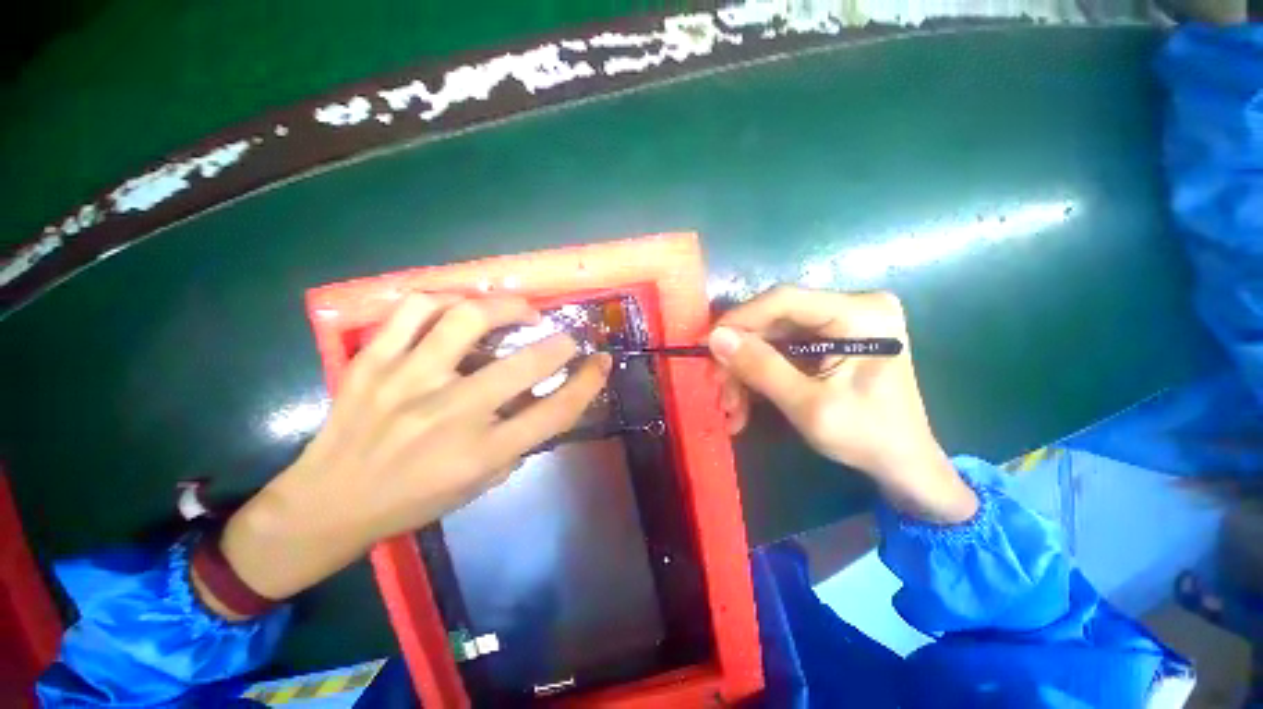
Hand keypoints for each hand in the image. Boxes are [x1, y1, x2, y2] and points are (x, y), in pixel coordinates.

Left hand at [204, 295, 610, 611]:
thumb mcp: (481, 483)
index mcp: (482, 454)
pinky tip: (459, 308)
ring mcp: (407, 381)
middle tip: (566, 337)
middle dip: (561, 343)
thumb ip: (520, 440)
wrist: (327, 504)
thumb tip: (547, 396)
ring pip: (467, 318)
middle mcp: (450, 414)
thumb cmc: (413, 501)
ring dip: (507, 307)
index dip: (589, 382)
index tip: (601, 362)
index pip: (556, 410)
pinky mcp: (372, 362)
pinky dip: (446, 300)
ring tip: (520, 310)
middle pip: (525, 363)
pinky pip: (414, 309)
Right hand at [707, 286, 976, 523]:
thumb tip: (715, 337)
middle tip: (716, 387)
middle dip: (739, 357)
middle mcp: (850, 308)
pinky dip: (758, 378)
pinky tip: (744, 407)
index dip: (739, 320)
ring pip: (769, 339)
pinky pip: (779, 352)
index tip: (705, 344)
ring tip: (730, 409)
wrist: (901, 465)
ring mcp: (837, 324)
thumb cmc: (867, 437)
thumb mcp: (809, 406)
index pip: (783, 300)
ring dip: (744, 373)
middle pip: (773, 322)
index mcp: (861, 314)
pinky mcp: (826, 342)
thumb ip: (761, 368)